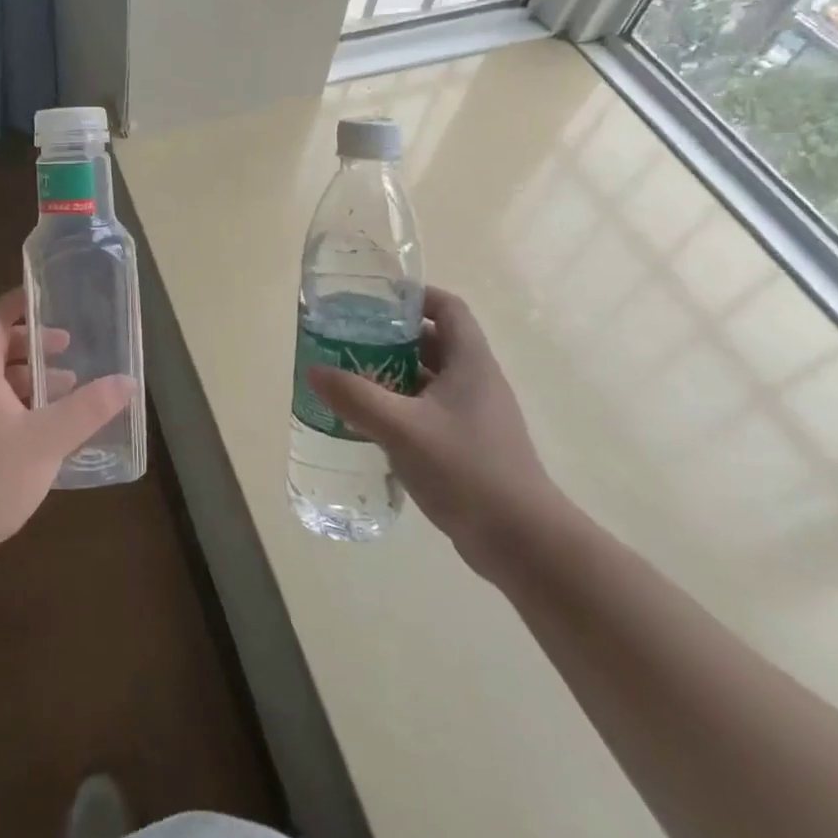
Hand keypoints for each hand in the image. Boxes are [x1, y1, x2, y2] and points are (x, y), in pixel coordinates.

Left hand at [0, 288, 135, 579]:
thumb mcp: (46, 441)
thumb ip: (87, 410)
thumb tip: (126, 381)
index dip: (18, 304)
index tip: (46, 298)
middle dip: (33, 346)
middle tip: (67, 350)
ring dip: (29, 380)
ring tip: (65, 391)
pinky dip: (19, 407)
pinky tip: (44, 431)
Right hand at [308, 287, 566, 581]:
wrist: (522, 541)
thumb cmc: (466, 470)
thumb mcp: (402, 428)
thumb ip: (356, 397)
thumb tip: (315, 371)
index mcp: (470, 363)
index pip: (448, 308)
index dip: (415, 296)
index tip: (375, 299)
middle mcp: (476, 382)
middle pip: (433, 342)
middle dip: (391, 338)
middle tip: (348, 340)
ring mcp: (474, 417)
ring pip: (429, 380)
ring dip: (392, 375)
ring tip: (350, 379)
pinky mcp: (468, 446)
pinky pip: (428, 412)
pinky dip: (400, 408)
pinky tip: (370, 424)